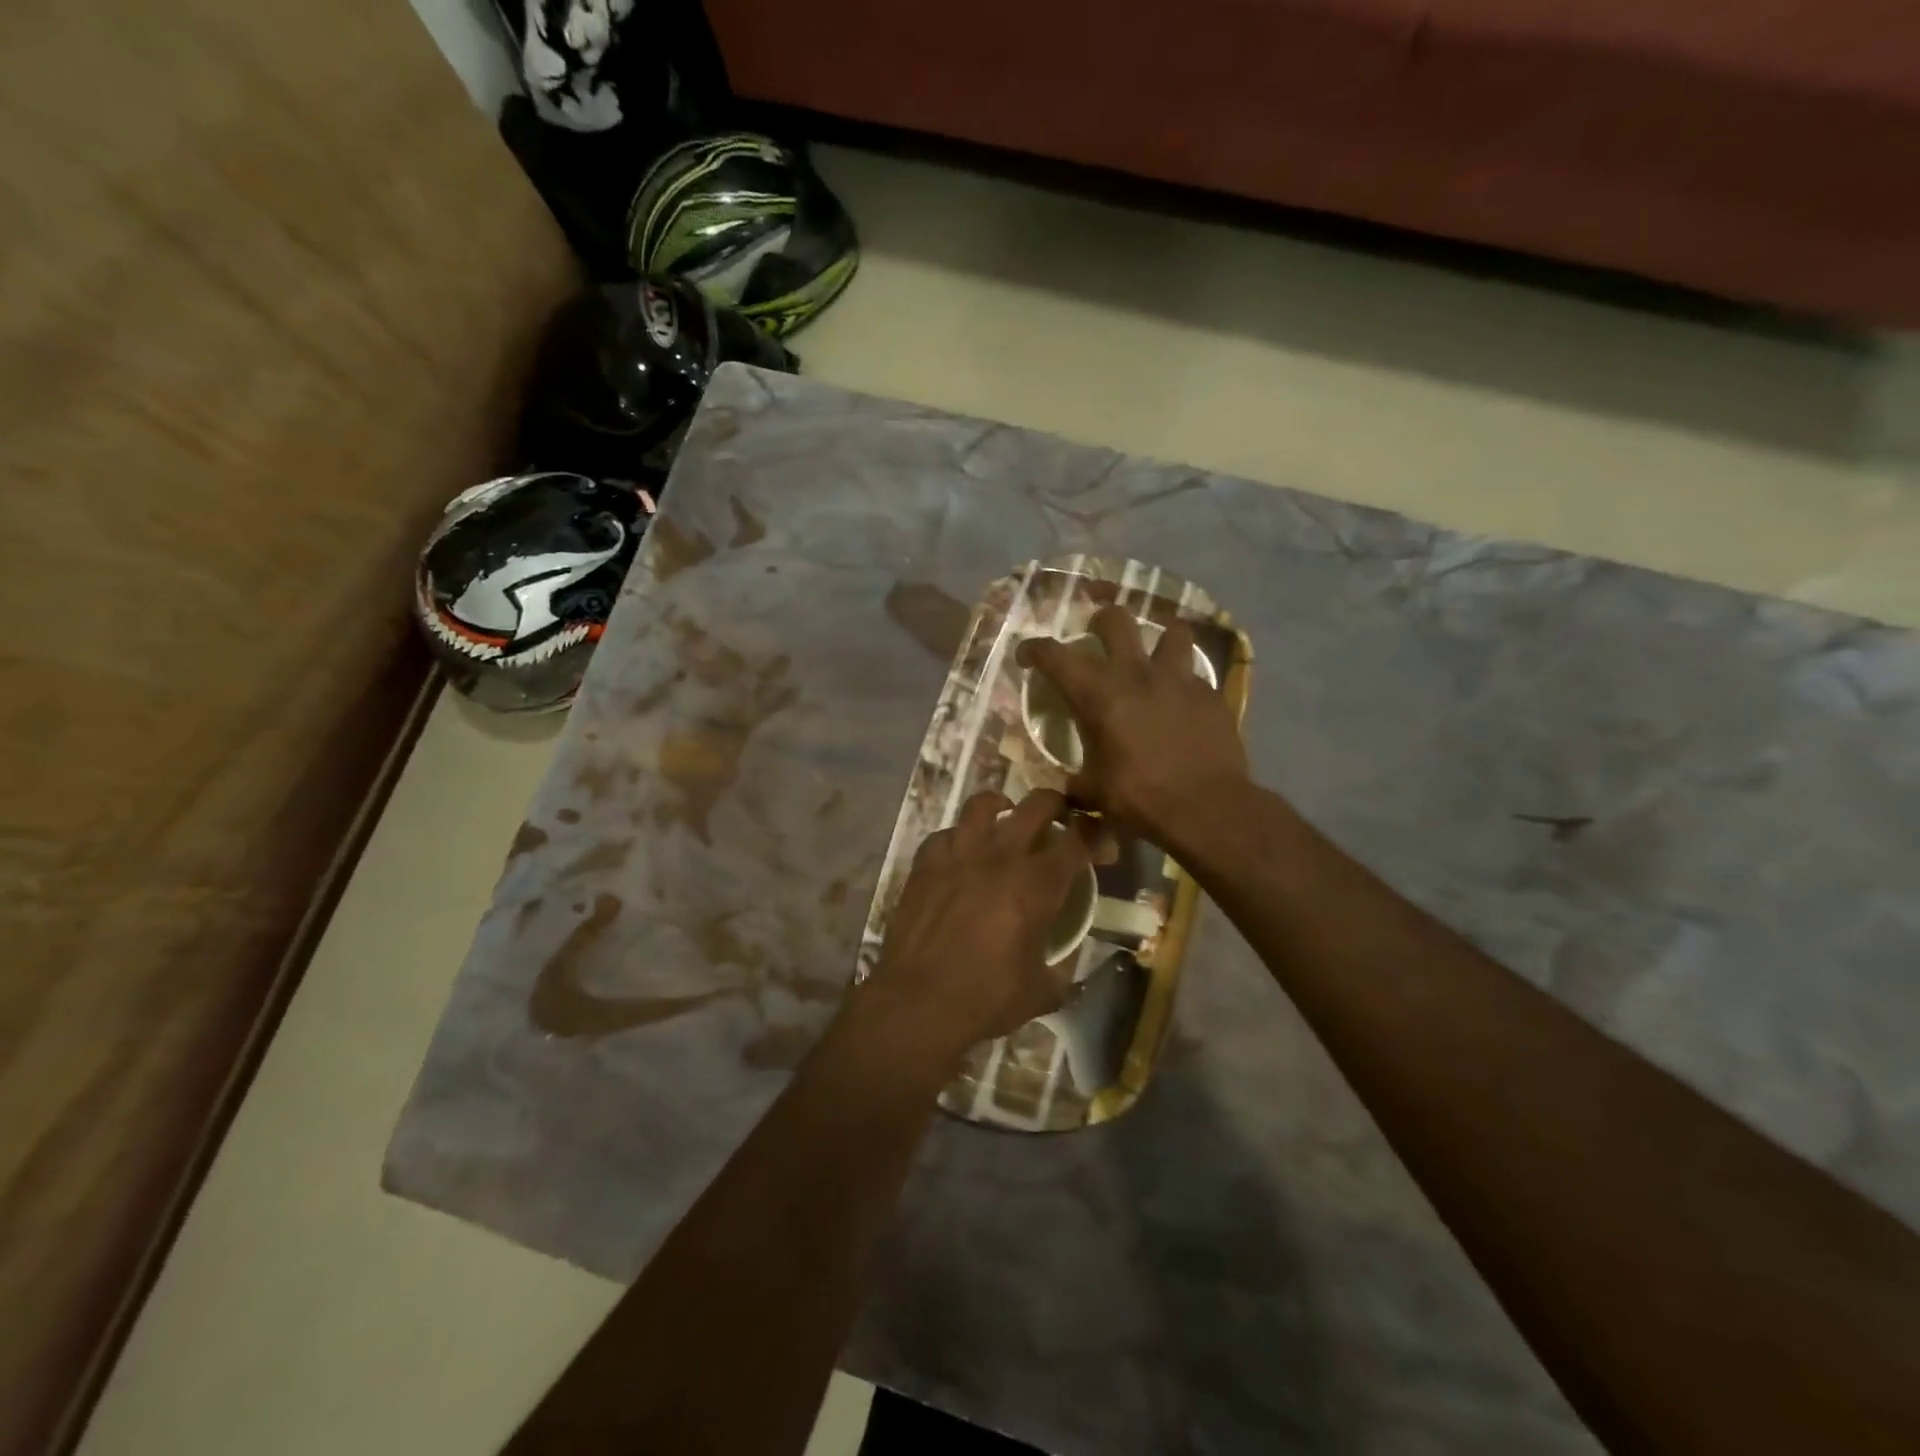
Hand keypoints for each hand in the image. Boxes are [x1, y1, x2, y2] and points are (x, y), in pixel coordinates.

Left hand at [851, 789, 1094, 1068]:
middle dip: (1055, 804)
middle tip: (1058, 817)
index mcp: (1037, 884)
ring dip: (1001, 806)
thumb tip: (1066, 965)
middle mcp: (1001, 856)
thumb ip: (1061, 971)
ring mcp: (959, 854)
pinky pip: (946, 834)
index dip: (1094, 833)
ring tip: (1005, 818)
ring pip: (983, 804)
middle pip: (1037, 805)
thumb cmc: (986, 998)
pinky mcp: (926, 863)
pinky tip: (961, 853)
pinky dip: (958, 837)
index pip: (1077, 840)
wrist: (919, 1001)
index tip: (1097, 841)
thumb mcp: (1041, 992)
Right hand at [1017, 606, 1248, 846]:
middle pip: (1116, 619)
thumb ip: (1078, 782)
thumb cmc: (1140, 799)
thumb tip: (1068, 789)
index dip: (1034, 649)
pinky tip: (1182, 703)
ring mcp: (1178, 680)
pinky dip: (1184, 683)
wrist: (1207, 809)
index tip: (1026, 656)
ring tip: (1153, 657)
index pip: (1056, 656)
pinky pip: (1195, 675)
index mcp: (1098, 695)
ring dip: (1158, 640)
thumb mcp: (1095, 792)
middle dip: (1101, 621)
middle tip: (1097, 637)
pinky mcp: (1210, 695)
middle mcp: (1136, 674)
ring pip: (1171, 632)